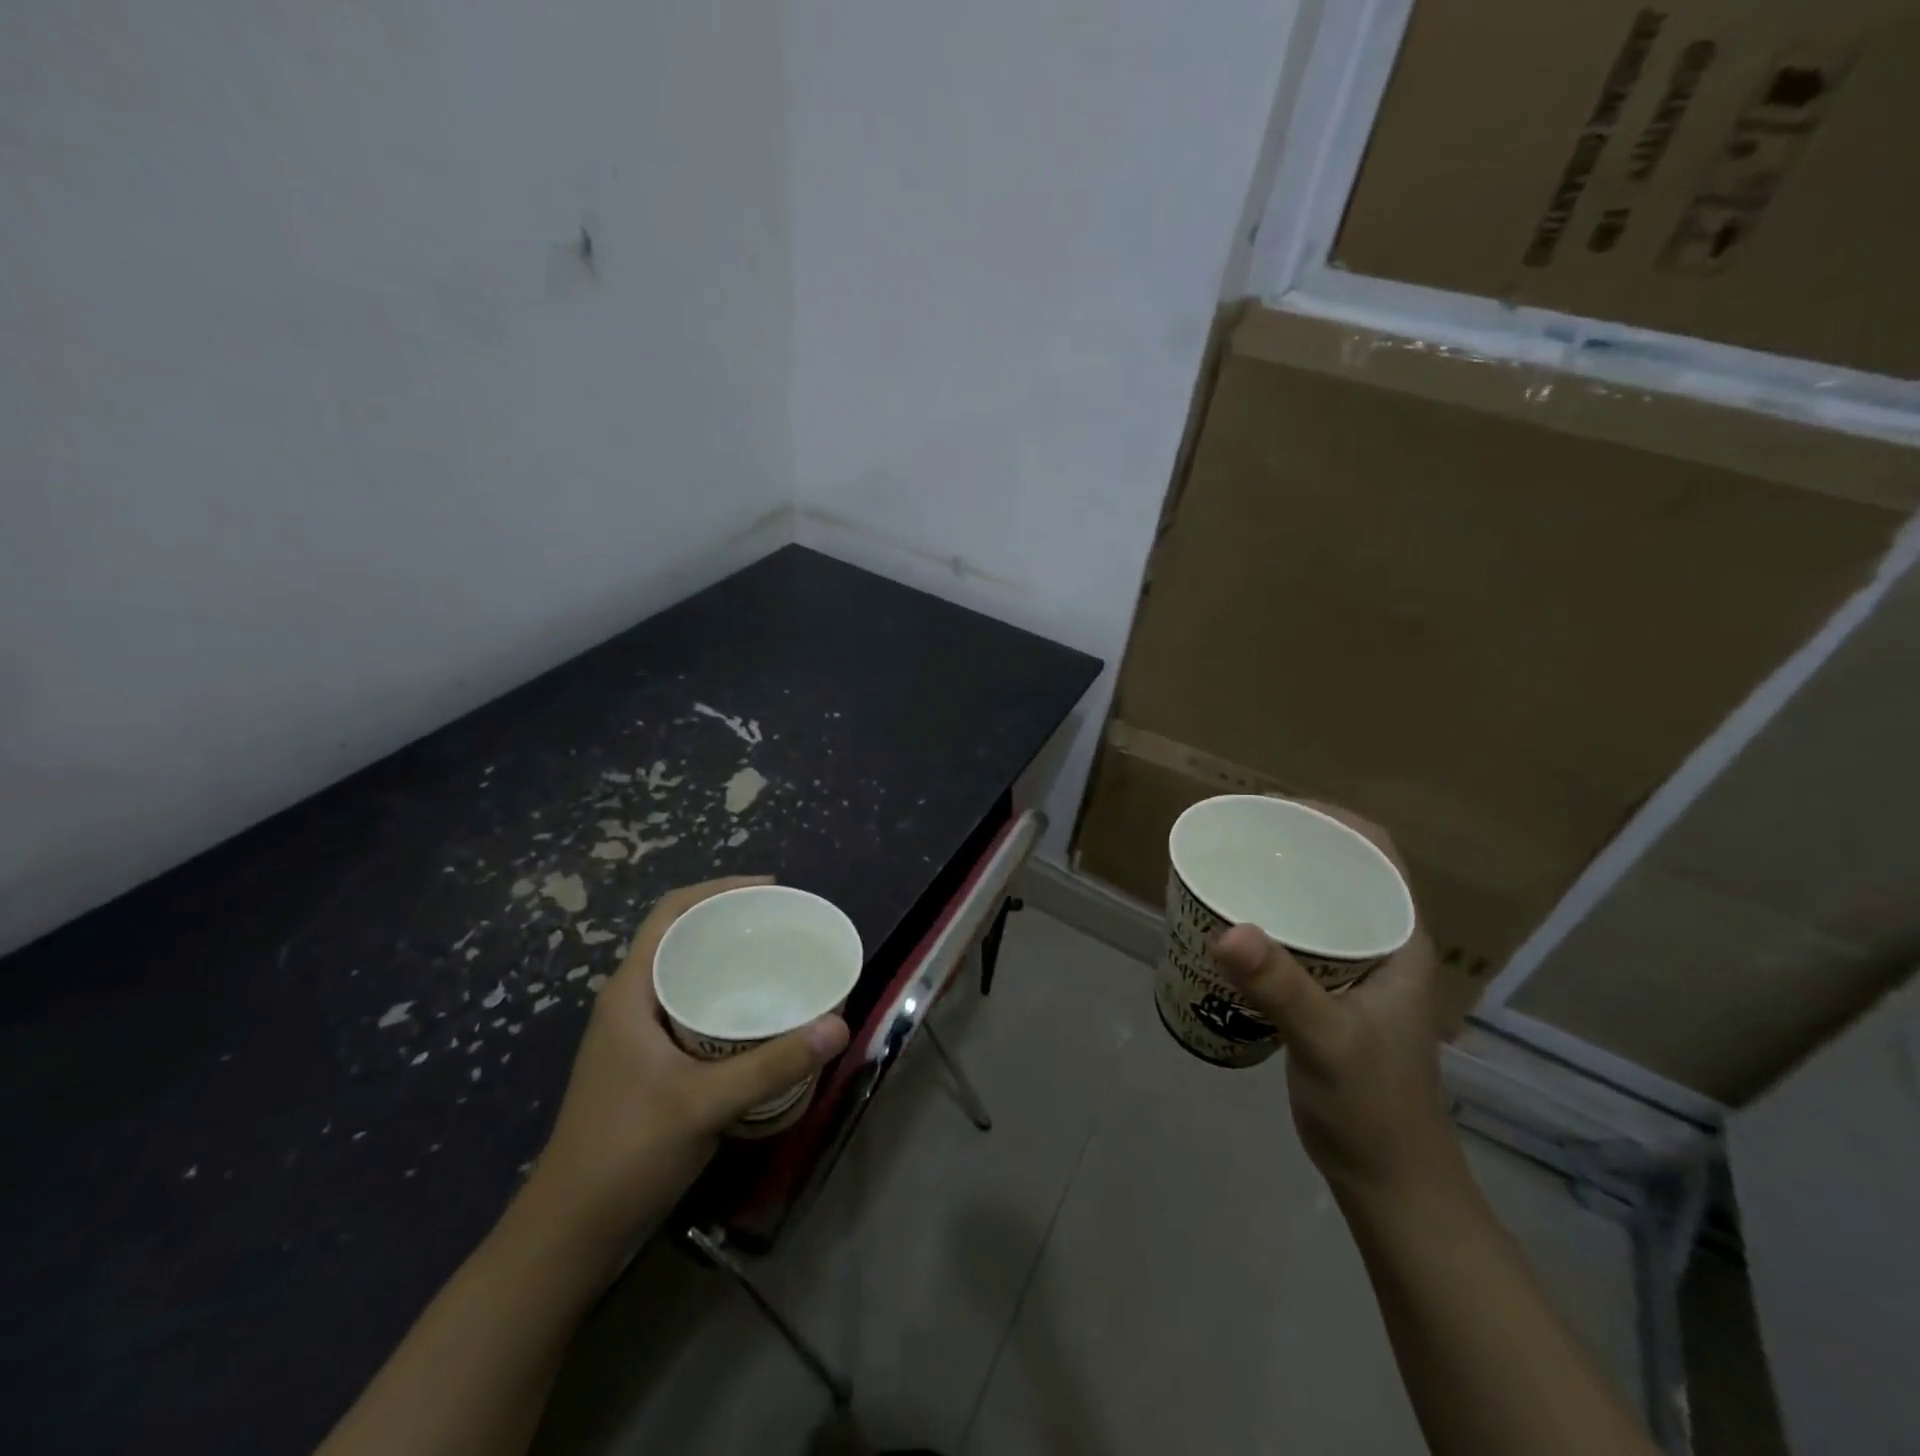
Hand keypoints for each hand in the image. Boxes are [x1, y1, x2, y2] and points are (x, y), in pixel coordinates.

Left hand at [529, 876, 849, 1240]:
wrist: (570, 1234)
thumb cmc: (625, 1153)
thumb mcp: (704, 1104)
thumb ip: (771, 1064)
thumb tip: (838, 1025)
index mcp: (630, 993)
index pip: (670, 914)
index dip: (718, 889)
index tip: (769, 889)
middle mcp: (630, 1004)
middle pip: (681, 939)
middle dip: (731, 924)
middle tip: (785, 927)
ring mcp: (636, 1037)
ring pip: (686, 977)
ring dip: (727, 963)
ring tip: (779, 962)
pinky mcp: (647, 1065)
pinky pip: (690, 1010)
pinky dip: (724, 1000)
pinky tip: (757, 1018)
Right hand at [1209, 806, 1456, 1198]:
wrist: (1388, 1182)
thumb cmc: (1373, 1108)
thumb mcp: (1328, 1042)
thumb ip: (1282, 988)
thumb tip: (1227, 929)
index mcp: (1398, 941)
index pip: (1376, 856)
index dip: (1333, 821)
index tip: (1275, 811)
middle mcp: (1381, 947)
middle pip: (1343, 874)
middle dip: (1295, 847)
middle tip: (1238, 838)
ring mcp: (1357, 974)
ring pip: (1320, 907)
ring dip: (1281, 884)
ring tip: (1230, 870)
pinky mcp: (1331, 998)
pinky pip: (1300, 940)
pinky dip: (1269, 923)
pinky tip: (1232, 928)